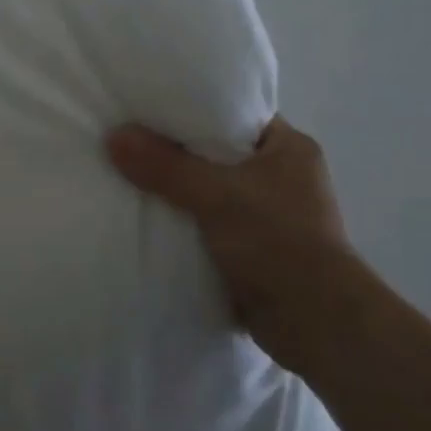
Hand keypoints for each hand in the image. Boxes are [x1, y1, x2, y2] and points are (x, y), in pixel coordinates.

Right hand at [107, 117, 362, 370]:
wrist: (316, 324)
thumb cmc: (277, 242)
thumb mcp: (216, 195)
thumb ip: (164, 166)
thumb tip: (114, 136)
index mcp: (288, 148)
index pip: (232, 113)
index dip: (190, 107)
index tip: (147, 106)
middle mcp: (281, 176)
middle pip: (214, 152)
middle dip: (173, 150)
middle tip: (128, 138)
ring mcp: (268, 214)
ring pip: (208, 189)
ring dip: (175, 189)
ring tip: (127, 174)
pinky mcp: (254, 248)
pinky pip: (207, 222)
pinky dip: (182, 220)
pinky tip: (147, 215)